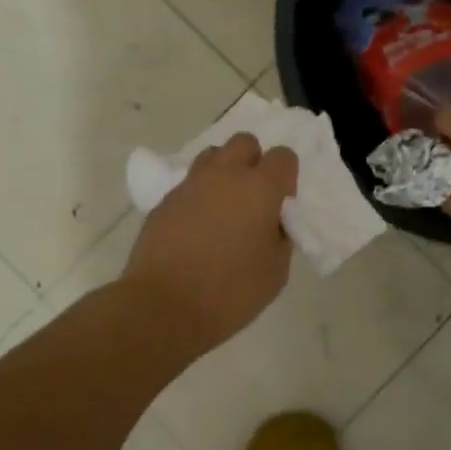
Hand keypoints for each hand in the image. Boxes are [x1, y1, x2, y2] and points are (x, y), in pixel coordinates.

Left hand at [123, 133, 298, 348]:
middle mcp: (225, 174)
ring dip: (224, 172)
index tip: (280, 206)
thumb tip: (271, 222)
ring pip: (213, 156)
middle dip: (253, 162)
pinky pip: (189, 184)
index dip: (286, 178)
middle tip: (252, 199)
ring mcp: (191, 184)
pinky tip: (196, 228)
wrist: (164, 306)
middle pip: (245, 142)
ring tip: (223, 208)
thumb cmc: (230, 291)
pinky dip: (198, 196)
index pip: (283, 156)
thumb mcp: (276, 270)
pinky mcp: (165, 200)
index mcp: (260, 187)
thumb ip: (279, 235)